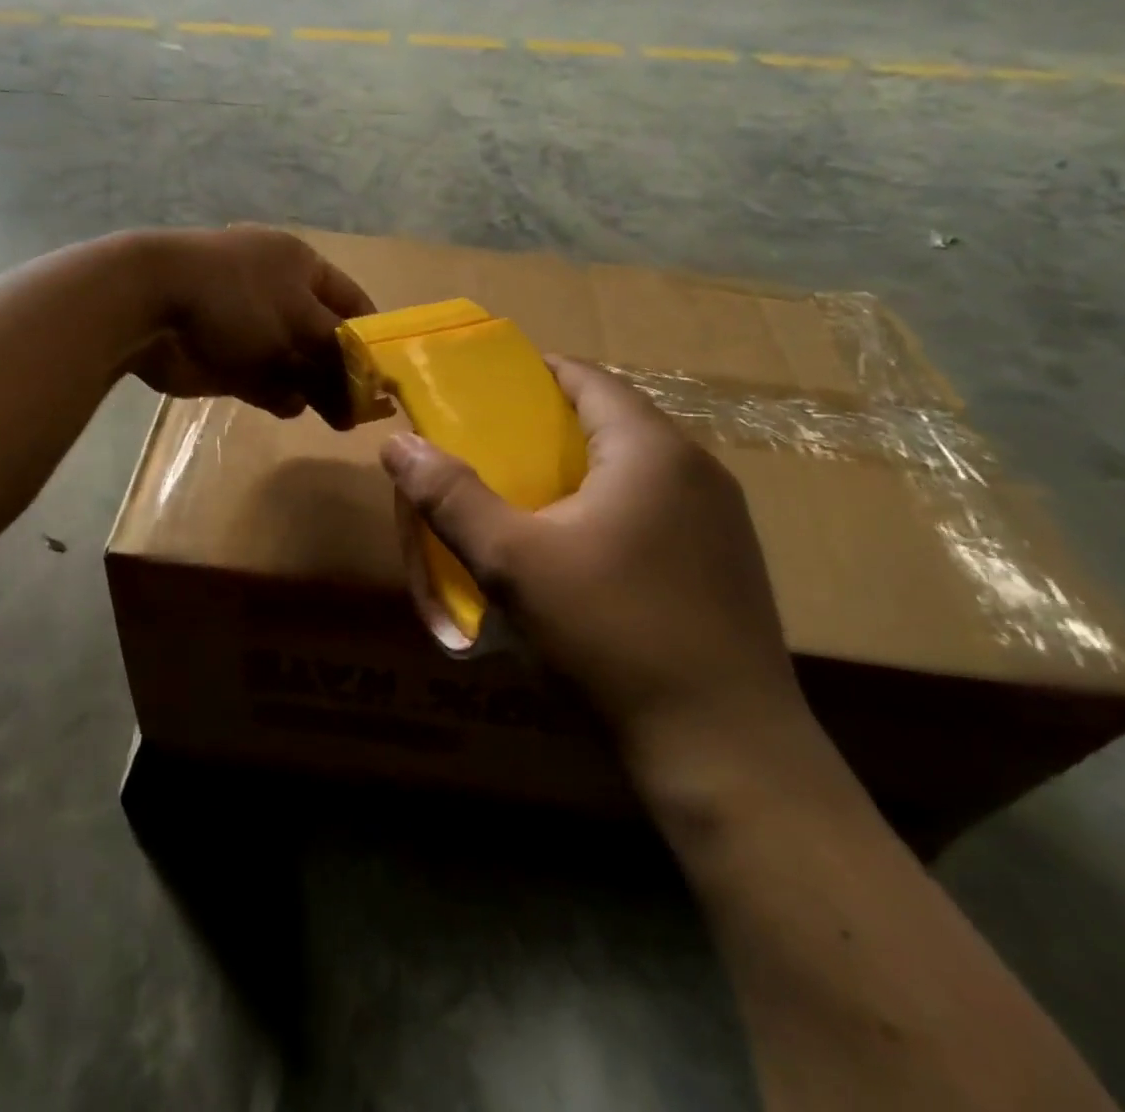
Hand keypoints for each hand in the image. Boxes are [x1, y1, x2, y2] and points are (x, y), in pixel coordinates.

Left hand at [126, 226, 374, 425]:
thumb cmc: (237, 299)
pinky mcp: (225, 358)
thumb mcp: (300, 321)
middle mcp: (278, 293)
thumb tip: (366, 387)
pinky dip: (277, 395)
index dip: (371, 336)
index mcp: (300, 266)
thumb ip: (338, 355)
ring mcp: (249, 327)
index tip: (388, 374)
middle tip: (362, 411)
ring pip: (294, 364)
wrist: (150, 308)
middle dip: (342, 372)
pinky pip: (263, 381)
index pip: (352, 302)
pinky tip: (287, 406)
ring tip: (333, 418)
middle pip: (323, 338)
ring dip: (311, 388)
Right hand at [381, 359, 813, 790]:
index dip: (533, 375)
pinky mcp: (727, 565)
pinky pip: (658, 510)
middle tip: (492, 450)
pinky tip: (582, 556)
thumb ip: (450, 497)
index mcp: (651, 449)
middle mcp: (697, 469)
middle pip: (612, 422)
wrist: (723, 749)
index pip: (588, 378)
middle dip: (549, 428)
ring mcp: (722, 519)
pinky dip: (612, 509)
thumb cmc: (610, 635)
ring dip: (581, 472)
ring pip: (636, 470)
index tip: (483, 392)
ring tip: (528, 500)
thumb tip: (398, 444)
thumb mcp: (512, 562)